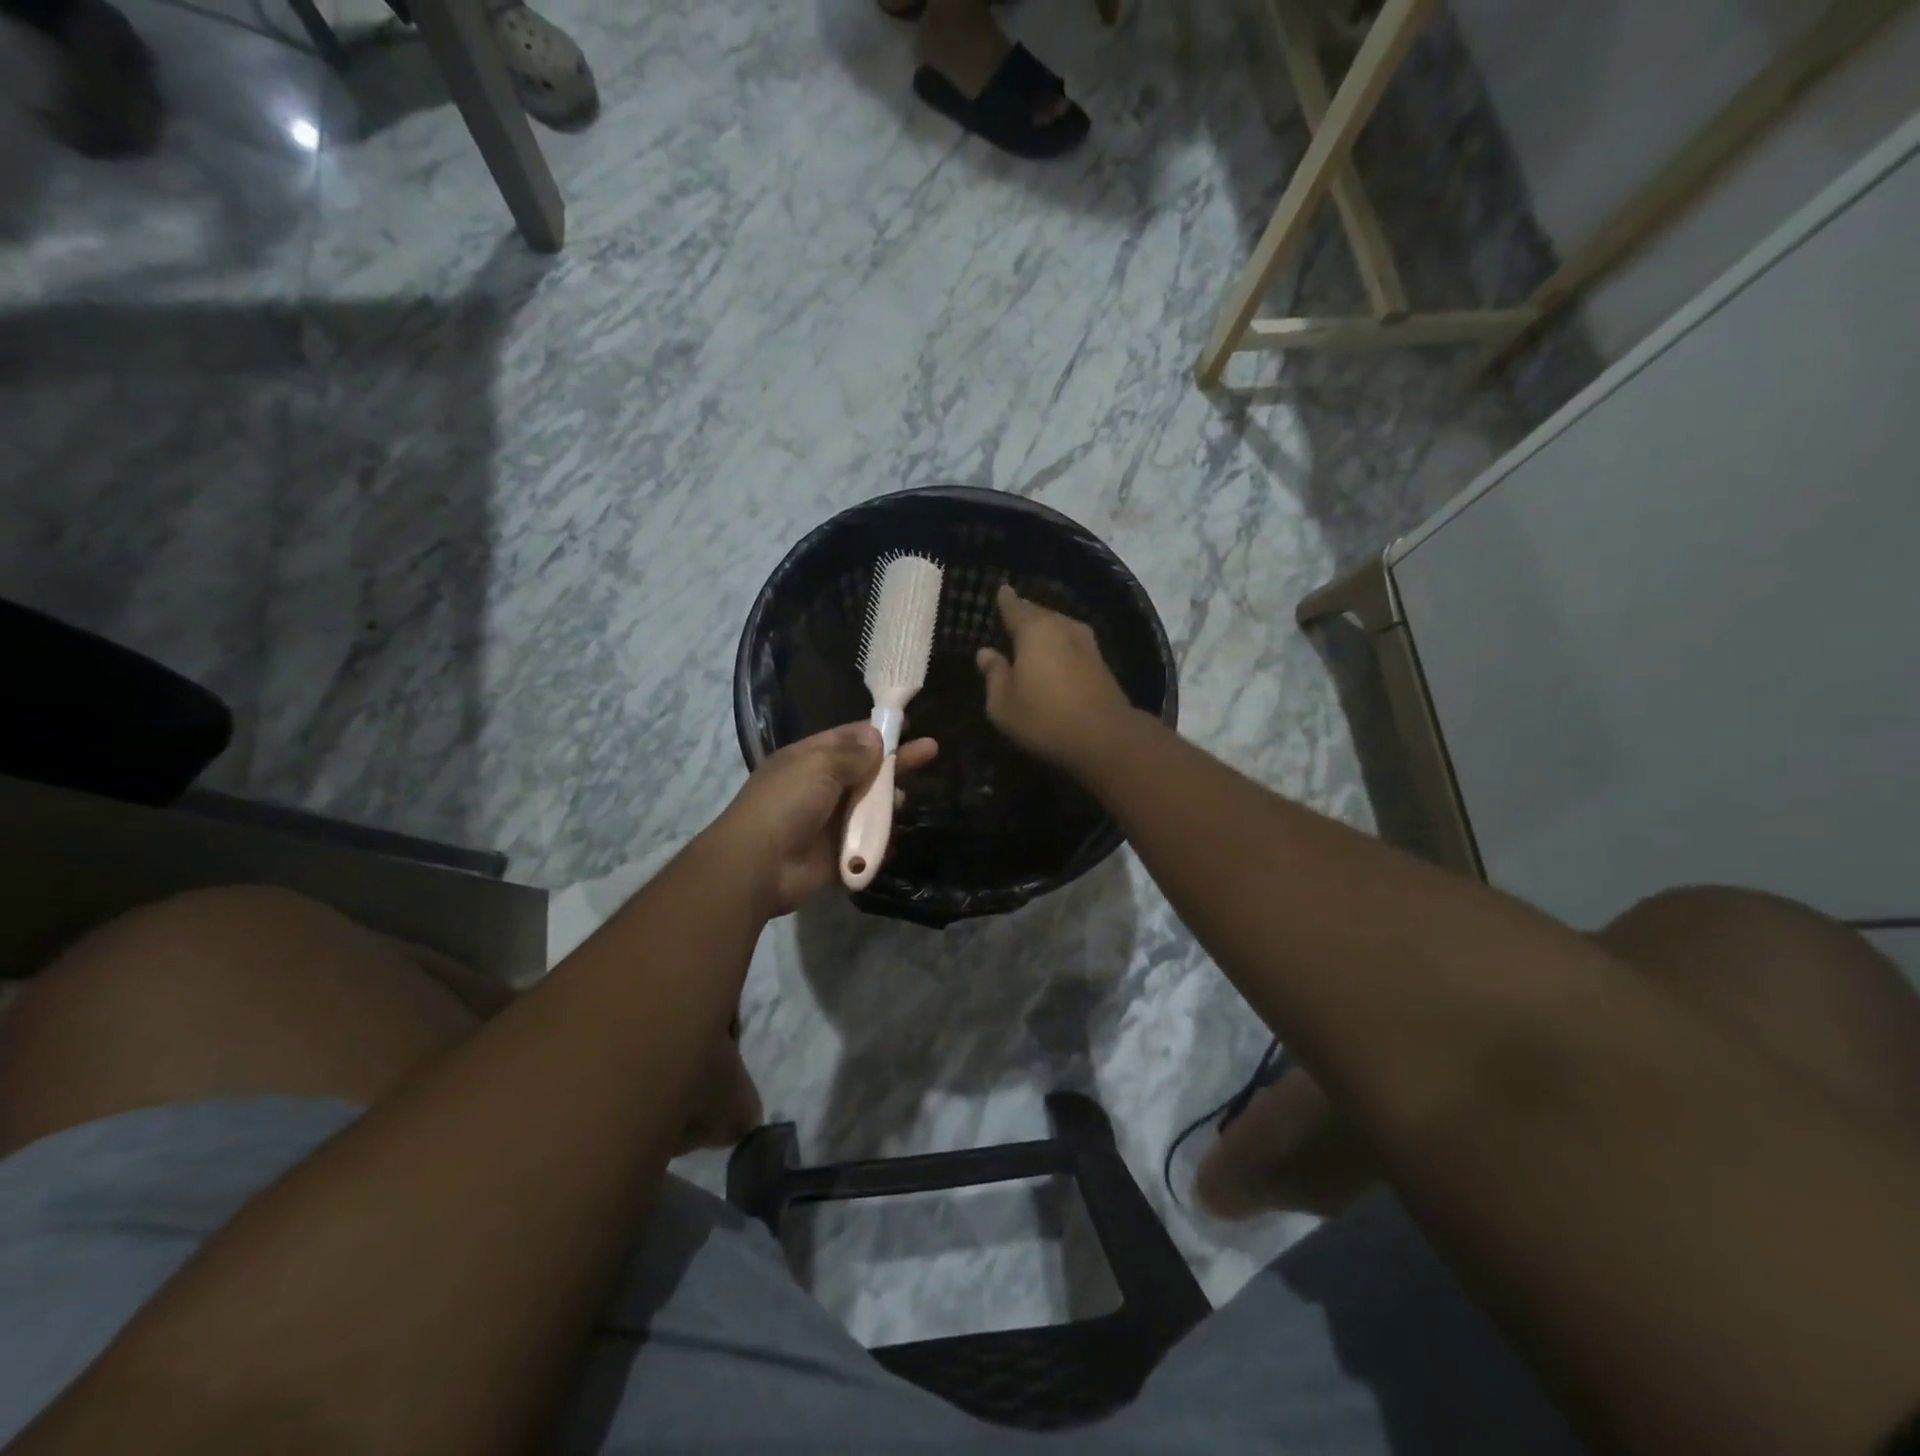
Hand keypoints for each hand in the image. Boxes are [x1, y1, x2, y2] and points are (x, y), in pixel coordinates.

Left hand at [706, 723, 937, 917]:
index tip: (906, 725)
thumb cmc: (786, 804)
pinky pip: (866, 842)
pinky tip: (893, 835)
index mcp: (808, 759)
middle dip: (895, 763)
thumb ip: (852, 754)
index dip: (876, 732)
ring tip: (900, 800)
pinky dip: (880, 839)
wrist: (759, 866)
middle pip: (864, 771)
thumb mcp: (818, 766)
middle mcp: (819, 787)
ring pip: (869, 807)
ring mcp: (828, 821)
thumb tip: (875, 737)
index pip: (848, 738)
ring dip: (887, 803)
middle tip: (931, 751)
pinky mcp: (836, 853)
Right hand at [975, 585, 1133, 769]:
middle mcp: (1062, 627)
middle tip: (1010, 620)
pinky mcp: (1100, 662)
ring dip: (1044, 633)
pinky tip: (1053, 660)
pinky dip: (1059, 648)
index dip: (1005, 599)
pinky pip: (1071, 645)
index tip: (1001, 590)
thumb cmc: (1044, 717)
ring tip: (1029, 641)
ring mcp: (1086, 643)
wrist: (1105, 737)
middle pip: (1039, 614)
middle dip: (1024, 616)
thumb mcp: (1003, 704)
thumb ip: (993, 674)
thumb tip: (985, 653)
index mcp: (1035, 630)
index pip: (1014, 606)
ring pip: (1058, 628)